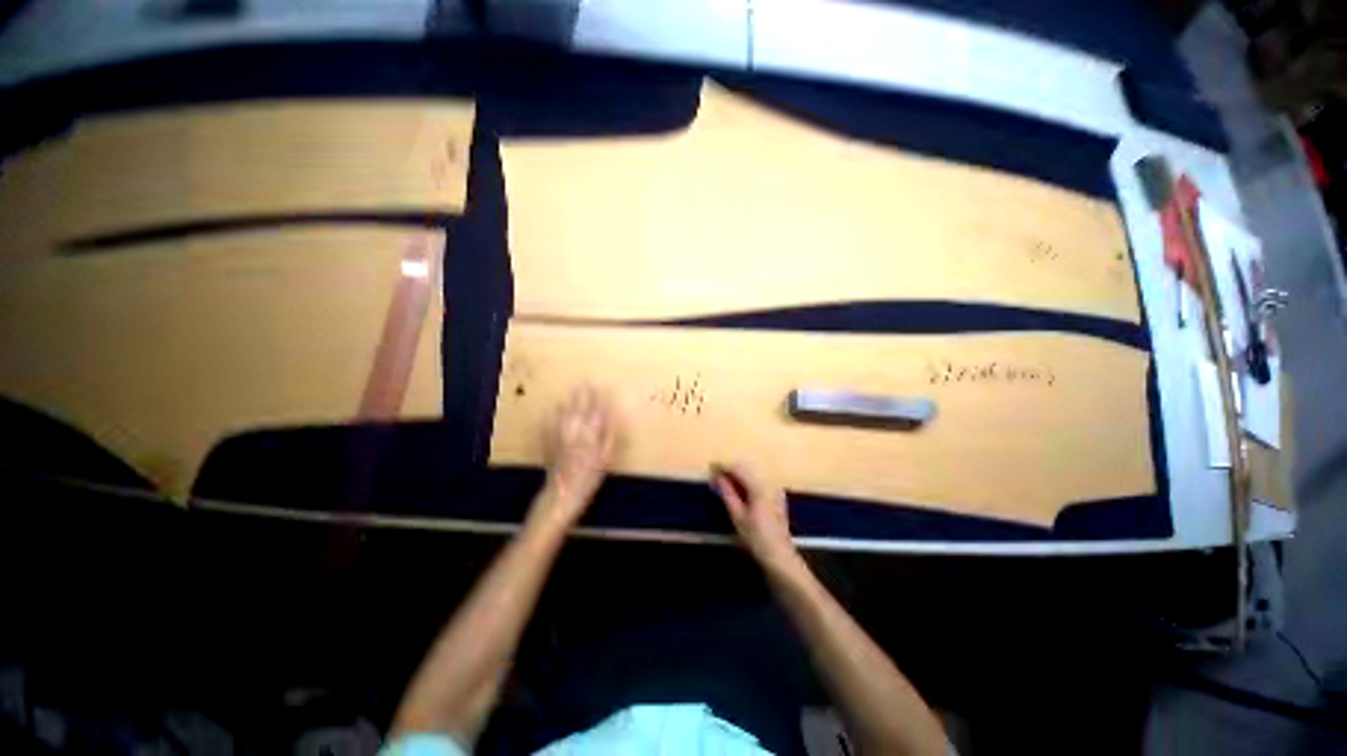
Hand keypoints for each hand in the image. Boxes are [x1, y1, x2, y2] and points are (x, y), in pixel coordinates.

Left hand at [539, 386, 616, 524]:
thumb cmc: (590, 477)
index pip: (597, 411)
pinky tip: (555, 407)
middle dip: (584, 394)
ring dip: (570, 400)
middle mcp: (576, 431)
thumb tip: (610, 418)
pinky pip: (551, 422)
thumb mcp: (606, 458)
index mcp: (591, 435)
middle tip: (586, 381)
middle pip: (580, 407)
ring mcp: (561, 434)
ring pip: (565, 412)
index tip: (602, 387)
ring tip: (572, 390)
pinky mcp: (550, 440)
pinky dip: (554, 413)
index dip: (600, 398)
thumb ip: (608, 436)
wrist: (564, 491)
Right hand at [711, 464, 800, 572]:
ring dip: (737, 478)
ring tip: (723, 484)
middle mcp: (769, 484)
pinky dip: (746, 484)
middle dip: (730, 471)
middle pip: (746, 470)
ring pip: (752, 476)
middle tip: (714, 477)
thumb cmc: (756, 538)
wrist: (780, 557)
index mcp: (759, 487)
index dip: (723, 466)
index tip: (710, 467)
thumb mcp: (737, 516)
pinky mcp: (776, 497)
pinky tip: (738, 492)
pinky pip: (758, 484)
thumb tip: (716, 476)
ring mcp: (775, 490)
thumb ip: (727, 493)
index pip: (738, 469)